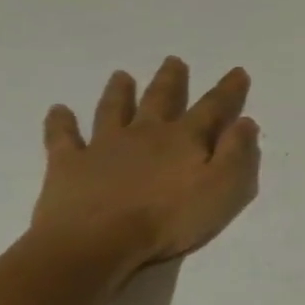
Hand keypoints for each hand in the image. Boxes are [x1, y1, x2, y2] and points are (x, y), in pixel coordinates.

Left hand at [29, 57, 260, 280]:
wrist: (96, 243)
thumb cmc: (169, 218)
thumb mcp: (223, 188)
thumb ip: (237, 153)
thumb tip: (245, 122)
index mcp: (184, 139)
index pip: (213, 108)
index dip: (228, 90)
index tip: (238, 71)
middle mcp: (145, 133)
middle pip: (161, 99)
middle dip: (171, 80)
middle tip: (173, 60)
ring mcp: (104, 146)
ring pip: (113, 110)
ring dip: (119, 92)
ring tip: (121, 75)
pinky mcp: (68, 165)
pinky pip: (63, 138)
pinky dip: (60, 123)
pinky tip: (58, 110)